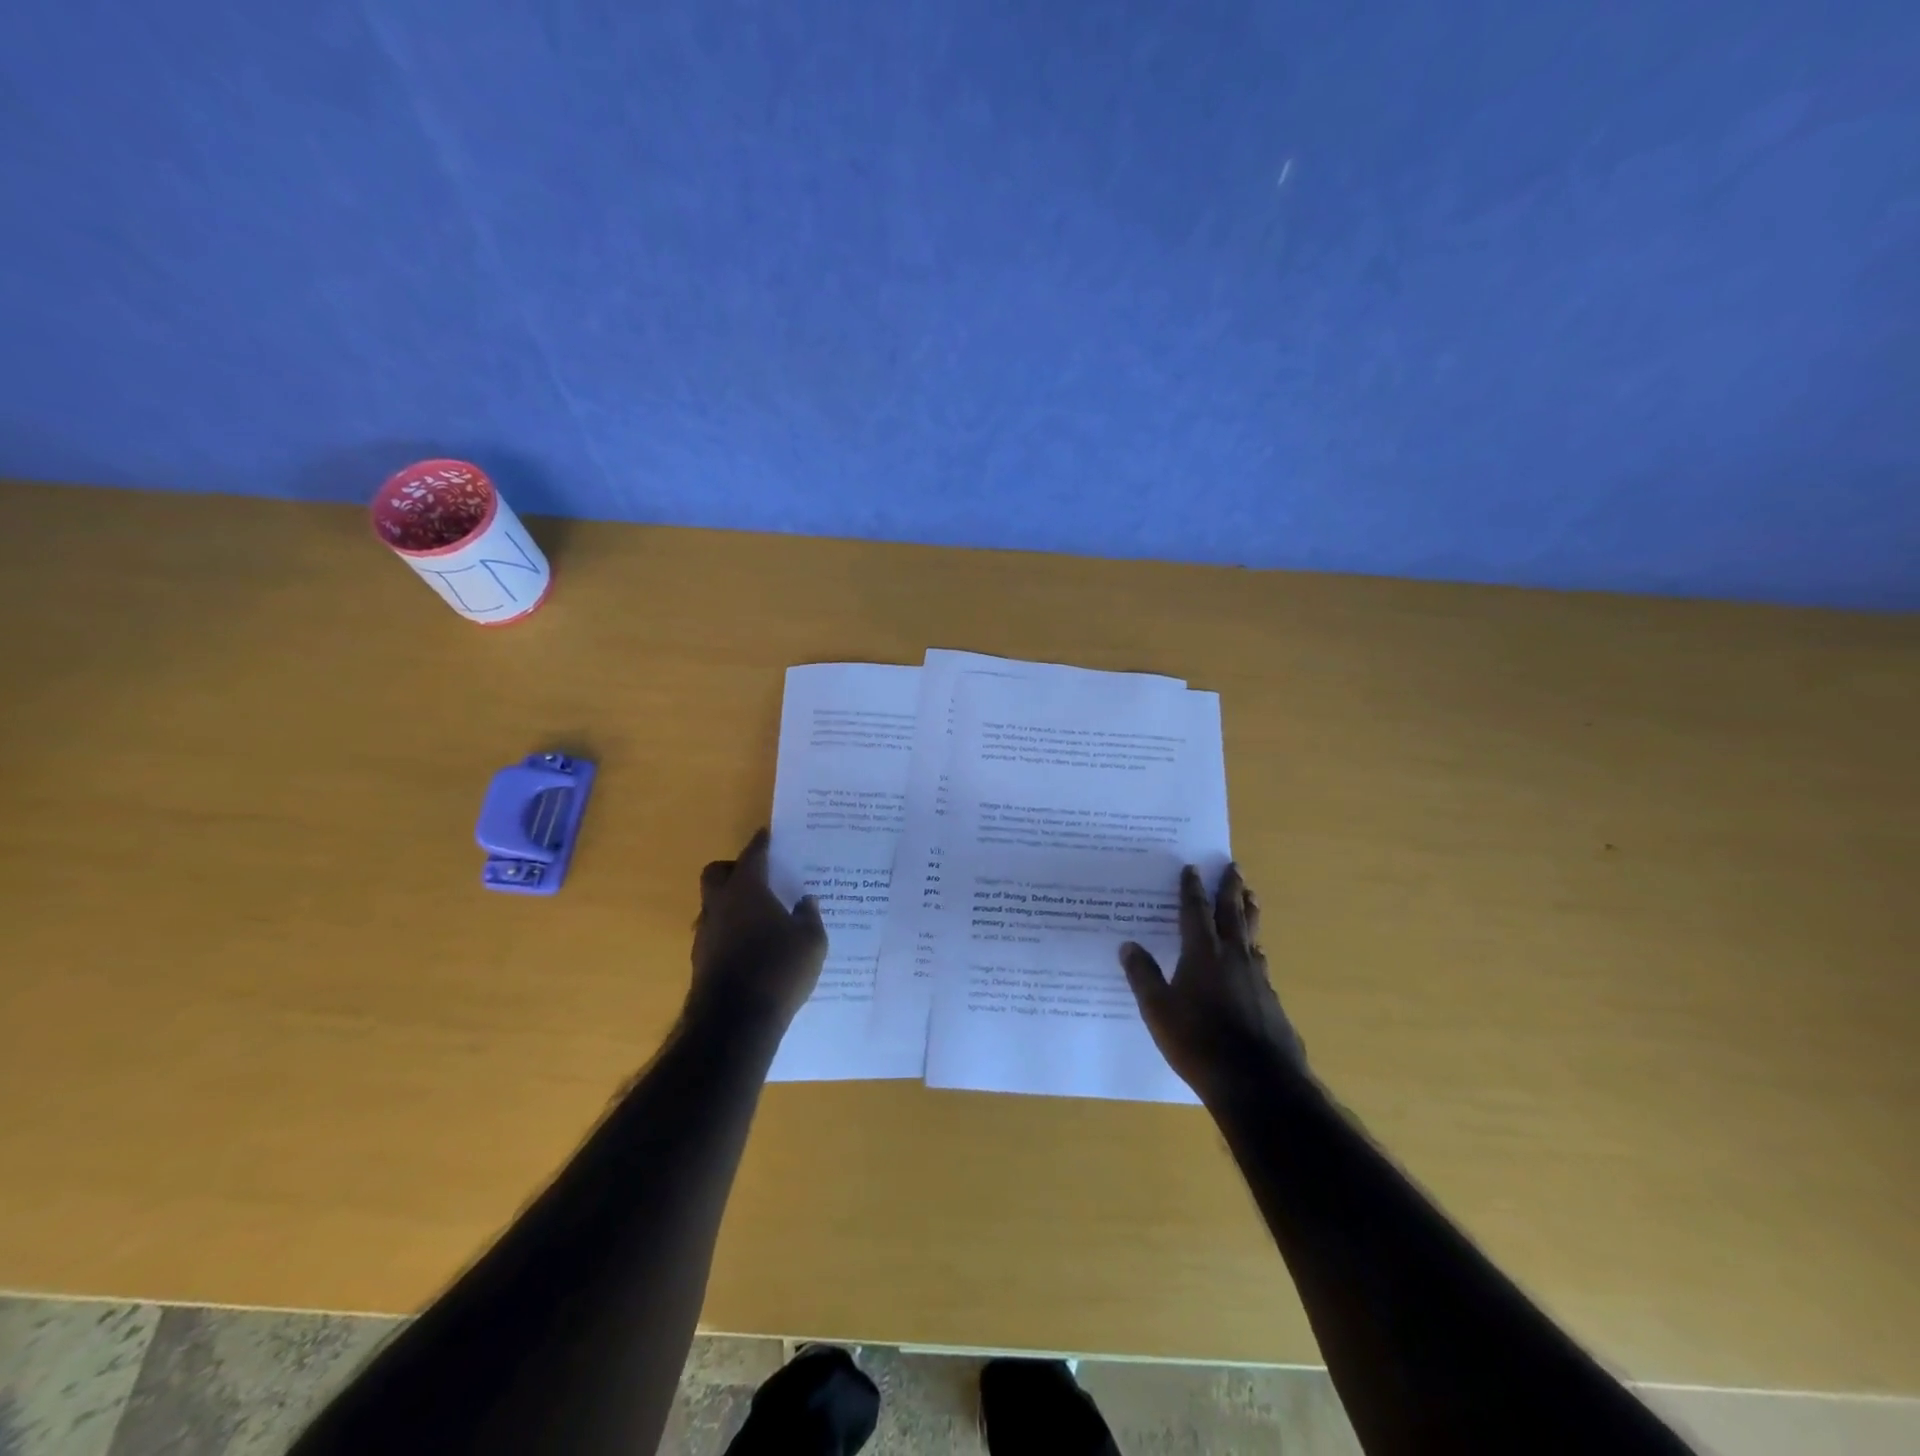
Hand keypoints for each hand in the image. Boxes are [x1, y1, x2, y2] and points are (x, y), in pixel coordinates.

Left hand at [690, 828, 827, 1034]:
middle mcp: (720, 905)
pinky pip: (715, 933)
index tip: (768, 835)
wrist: (735, 1023)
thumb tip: (807, 901)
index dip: (761, 844)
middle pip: (717, 873)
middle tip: (759, 877)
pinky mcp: (701, 961)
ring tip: (758, 916)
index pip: (752, 855)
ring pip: (713, 905)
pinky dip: (730, 932)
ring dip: (731, 904)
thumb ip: (809, 916)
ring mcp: (705, 934)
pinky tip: (751, 946)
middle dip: (734, 869)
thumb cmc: (778, 970)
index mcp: (746, 890)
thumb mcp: (811, 942)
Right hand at [1120, 864, 1305, 1101]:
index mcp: (1202, 954)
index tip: (1192, 867)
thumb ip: (1143, 975)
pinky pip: (1260, 962)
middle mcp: (1232, 957)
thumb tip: (1127, 945)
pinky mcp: (1270, 1000)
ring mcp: (1257, 978)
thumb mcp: (1158, 1010)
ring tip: (1251, 897)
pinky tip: (1256, 955)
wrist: (1257, 1082)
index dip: (1192, 888)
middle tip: (1234, 866)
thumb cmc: (1198, 1042)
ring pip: (1252, 935)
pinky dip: (1255, 948)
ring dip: (1249, 912)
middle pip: (1232, 913)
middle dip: (1231, 888)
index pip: (1196, 911)